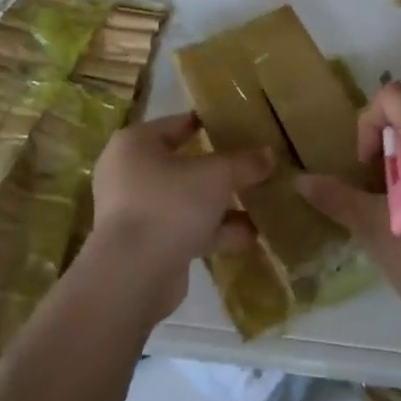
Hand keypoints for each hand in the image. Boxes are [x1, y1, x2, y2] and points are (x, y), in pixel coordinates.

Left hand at [88, 112, 273, 323]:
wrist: (133, 276)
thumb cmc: (169, 205)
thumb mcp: (216, 176)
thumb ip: (244, 163)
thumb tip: (270, 154)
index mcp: (136, 144)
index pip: (179, 123)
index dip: (211, 124)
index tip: (242, 127)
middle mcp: (131, 173)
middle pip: (185, 164)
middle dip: (222, 170)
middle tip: (256, 166)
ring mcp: (138, 212)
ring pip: (188, 200)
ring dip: (223, 205)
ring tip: (263, 203)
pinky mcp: (148, 245)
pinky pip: (187, 229)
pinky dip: (215, 232)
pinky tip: (251, 236)